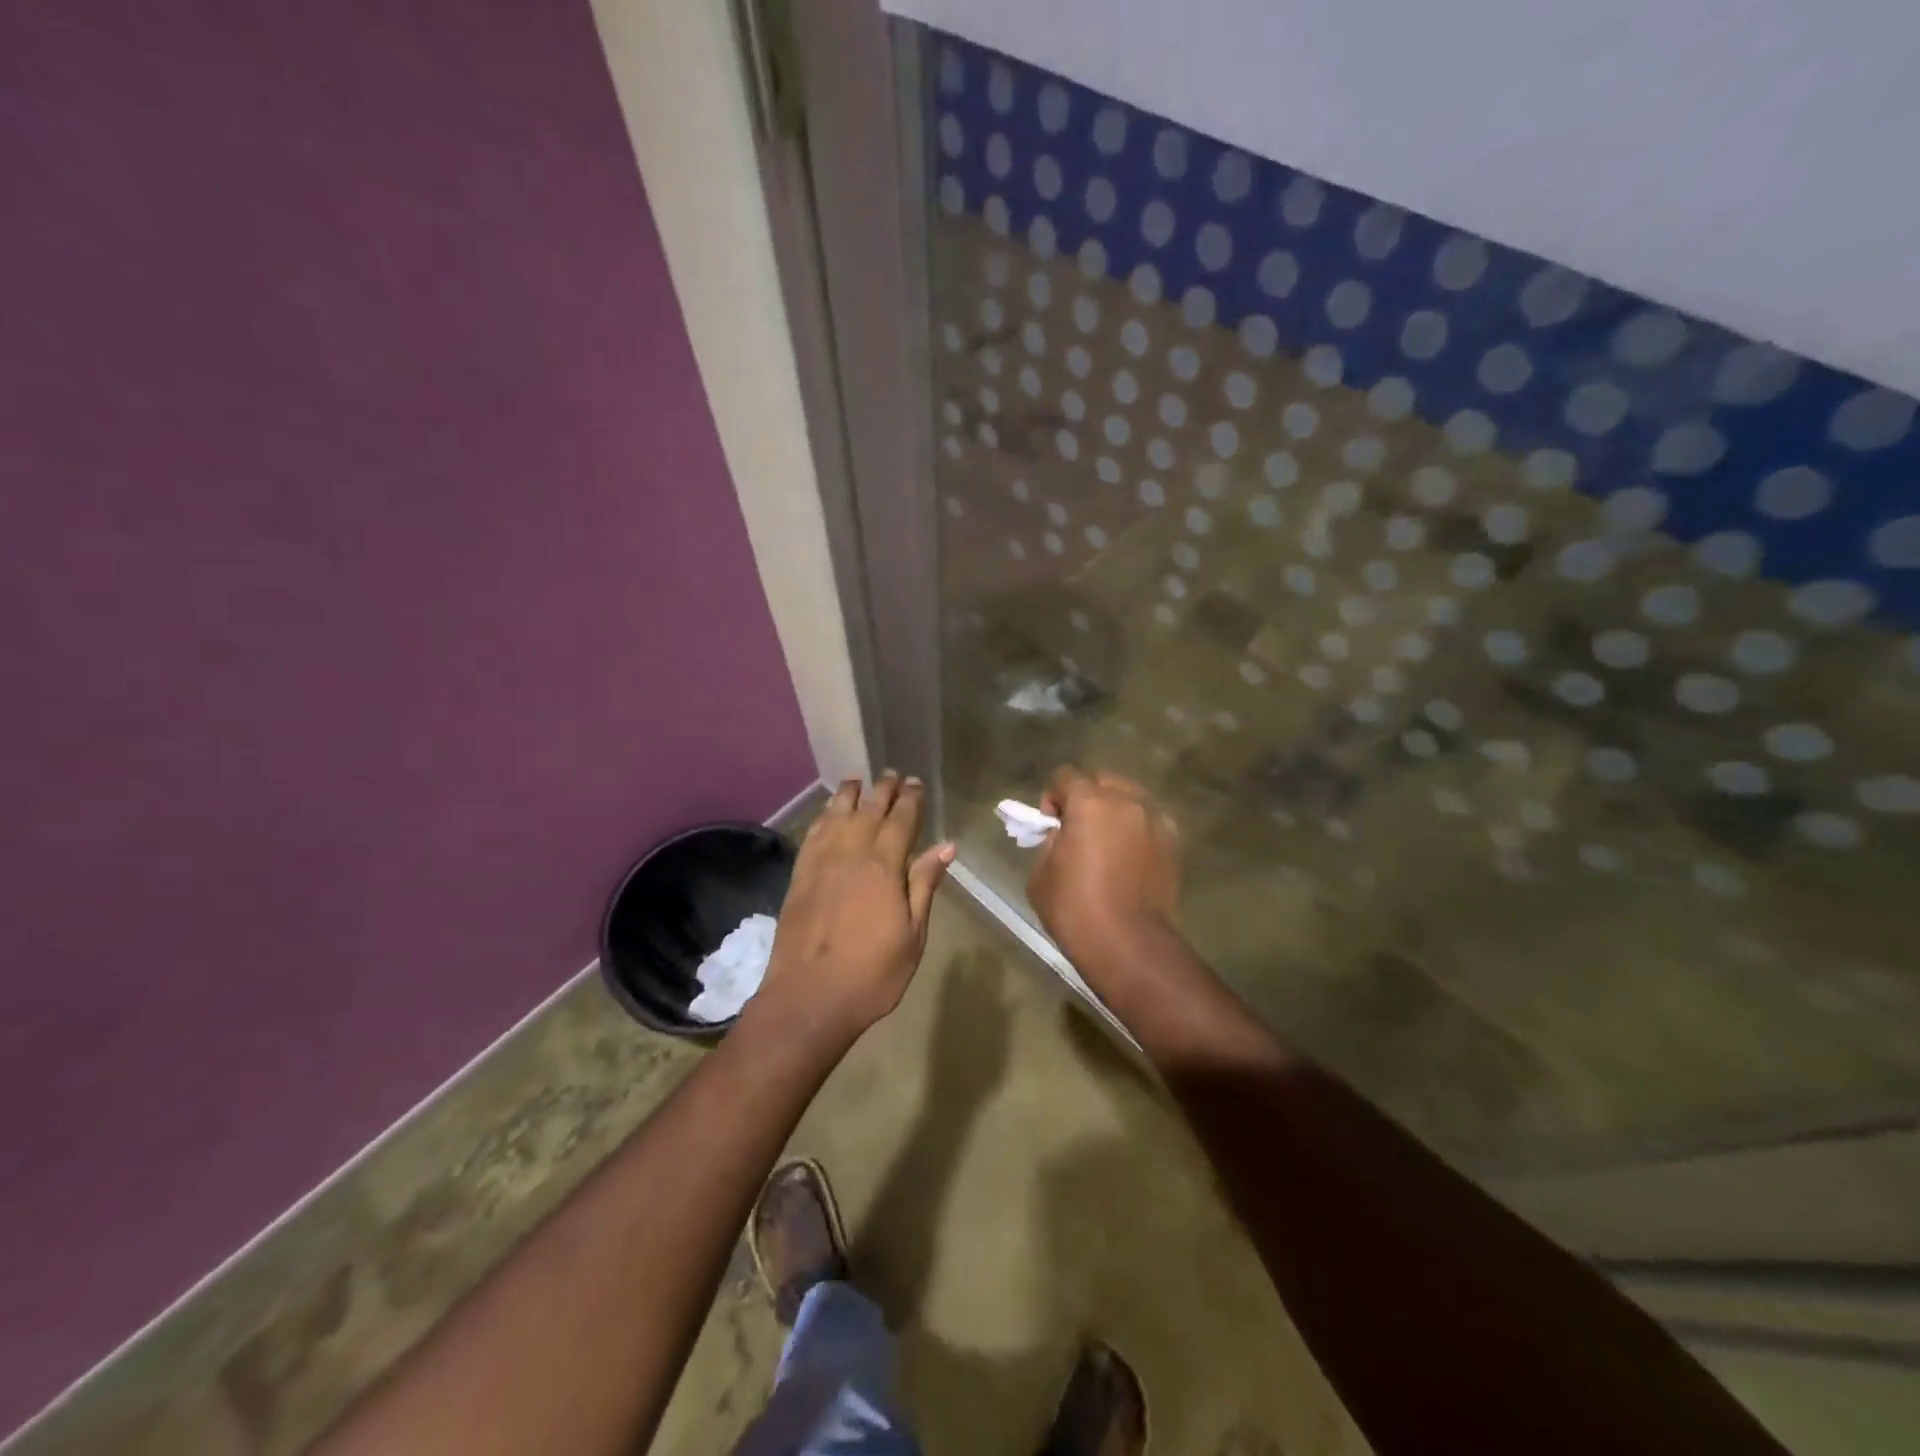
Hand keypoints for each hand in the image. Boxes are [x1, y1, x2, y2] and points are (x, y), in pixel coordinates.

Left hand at [753, 772, 953, 1047]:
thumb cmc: (872, 974)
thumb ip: (925, 885)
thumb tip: (946, 846)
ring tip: (858, 781)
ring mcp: (820, 864)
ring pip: (836, 816)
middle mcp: (850, 855)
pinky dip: (823, 817)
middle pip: (868, 811)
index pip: (900, 821)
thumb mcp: (912, 934)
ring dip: (849, 795)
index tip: (916, 783)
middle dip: (883, 790)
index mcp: (883, 868)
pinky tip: (828, 813)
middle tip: (892, 774)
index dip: (910, 800)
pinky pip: (813, 834)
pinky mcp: (799, 877)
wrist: (809, 998)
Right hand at [1027, 768, 1179, 976]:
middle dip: (1086, 796)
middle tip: (1077, 828)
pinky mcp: (1173, 842)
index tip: (1050, 824)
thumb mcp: (1040, 874)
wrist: (1128, 943)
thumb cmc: (1075, 909)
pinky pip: (1150, 821)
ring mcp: (1154, 820)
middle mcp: (1126, 801)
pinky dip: (1138, 828)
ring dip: (1115, 810)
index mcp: (1089, 802)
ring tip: (1107, 841)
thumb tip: (1061, 835)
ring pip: (1131, 798)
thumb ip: (1050, 842)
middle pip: (1103, 779)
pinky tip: (1130, 855)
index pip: (1065, 776)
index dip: (1052, 796)